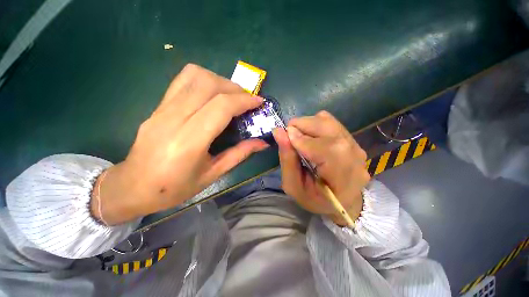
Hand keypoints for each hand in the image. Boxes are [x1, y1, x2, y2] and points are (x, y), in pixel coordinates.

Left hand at [91, 64, 268, 224]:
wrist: (132, 186)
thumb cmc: (174, 188)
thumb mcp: (213, 175)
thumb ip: (239, 154)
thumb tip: (262, 143)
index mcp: (189, 142)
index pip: (221, 107)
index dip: (243, 100)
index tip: (259, 102)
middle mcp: (173, 119)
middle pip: (208, 84)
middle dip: (235, 88)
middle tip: (247, 100)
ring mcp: (162, 109)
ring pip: (194, 76)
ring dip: (219, 80)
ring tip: (231, 95)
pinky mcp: (157, 106)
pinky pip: (182, 81)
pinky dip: (204, 80)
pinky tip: (212, 95)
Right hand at [272, 111, 369, 225]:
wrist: (342, 201)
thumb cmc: (316, 199)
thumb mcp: (294, 186)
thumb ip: (287, 160)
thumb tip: (278, 132)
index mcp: (342, 179)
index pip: (325, 149)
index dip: (302, 139)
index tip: (285, 135)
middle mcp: (354, 159)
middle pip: (328, 128)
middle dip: (303, 126)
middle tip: (288, 134)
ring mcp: (357, 147)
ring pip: (329, 122)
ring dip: (308, 124)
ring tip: (298, 136)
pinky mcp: (353, 140)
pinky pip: (331, 123)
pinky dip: (315, 125)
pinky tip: (310, 137)